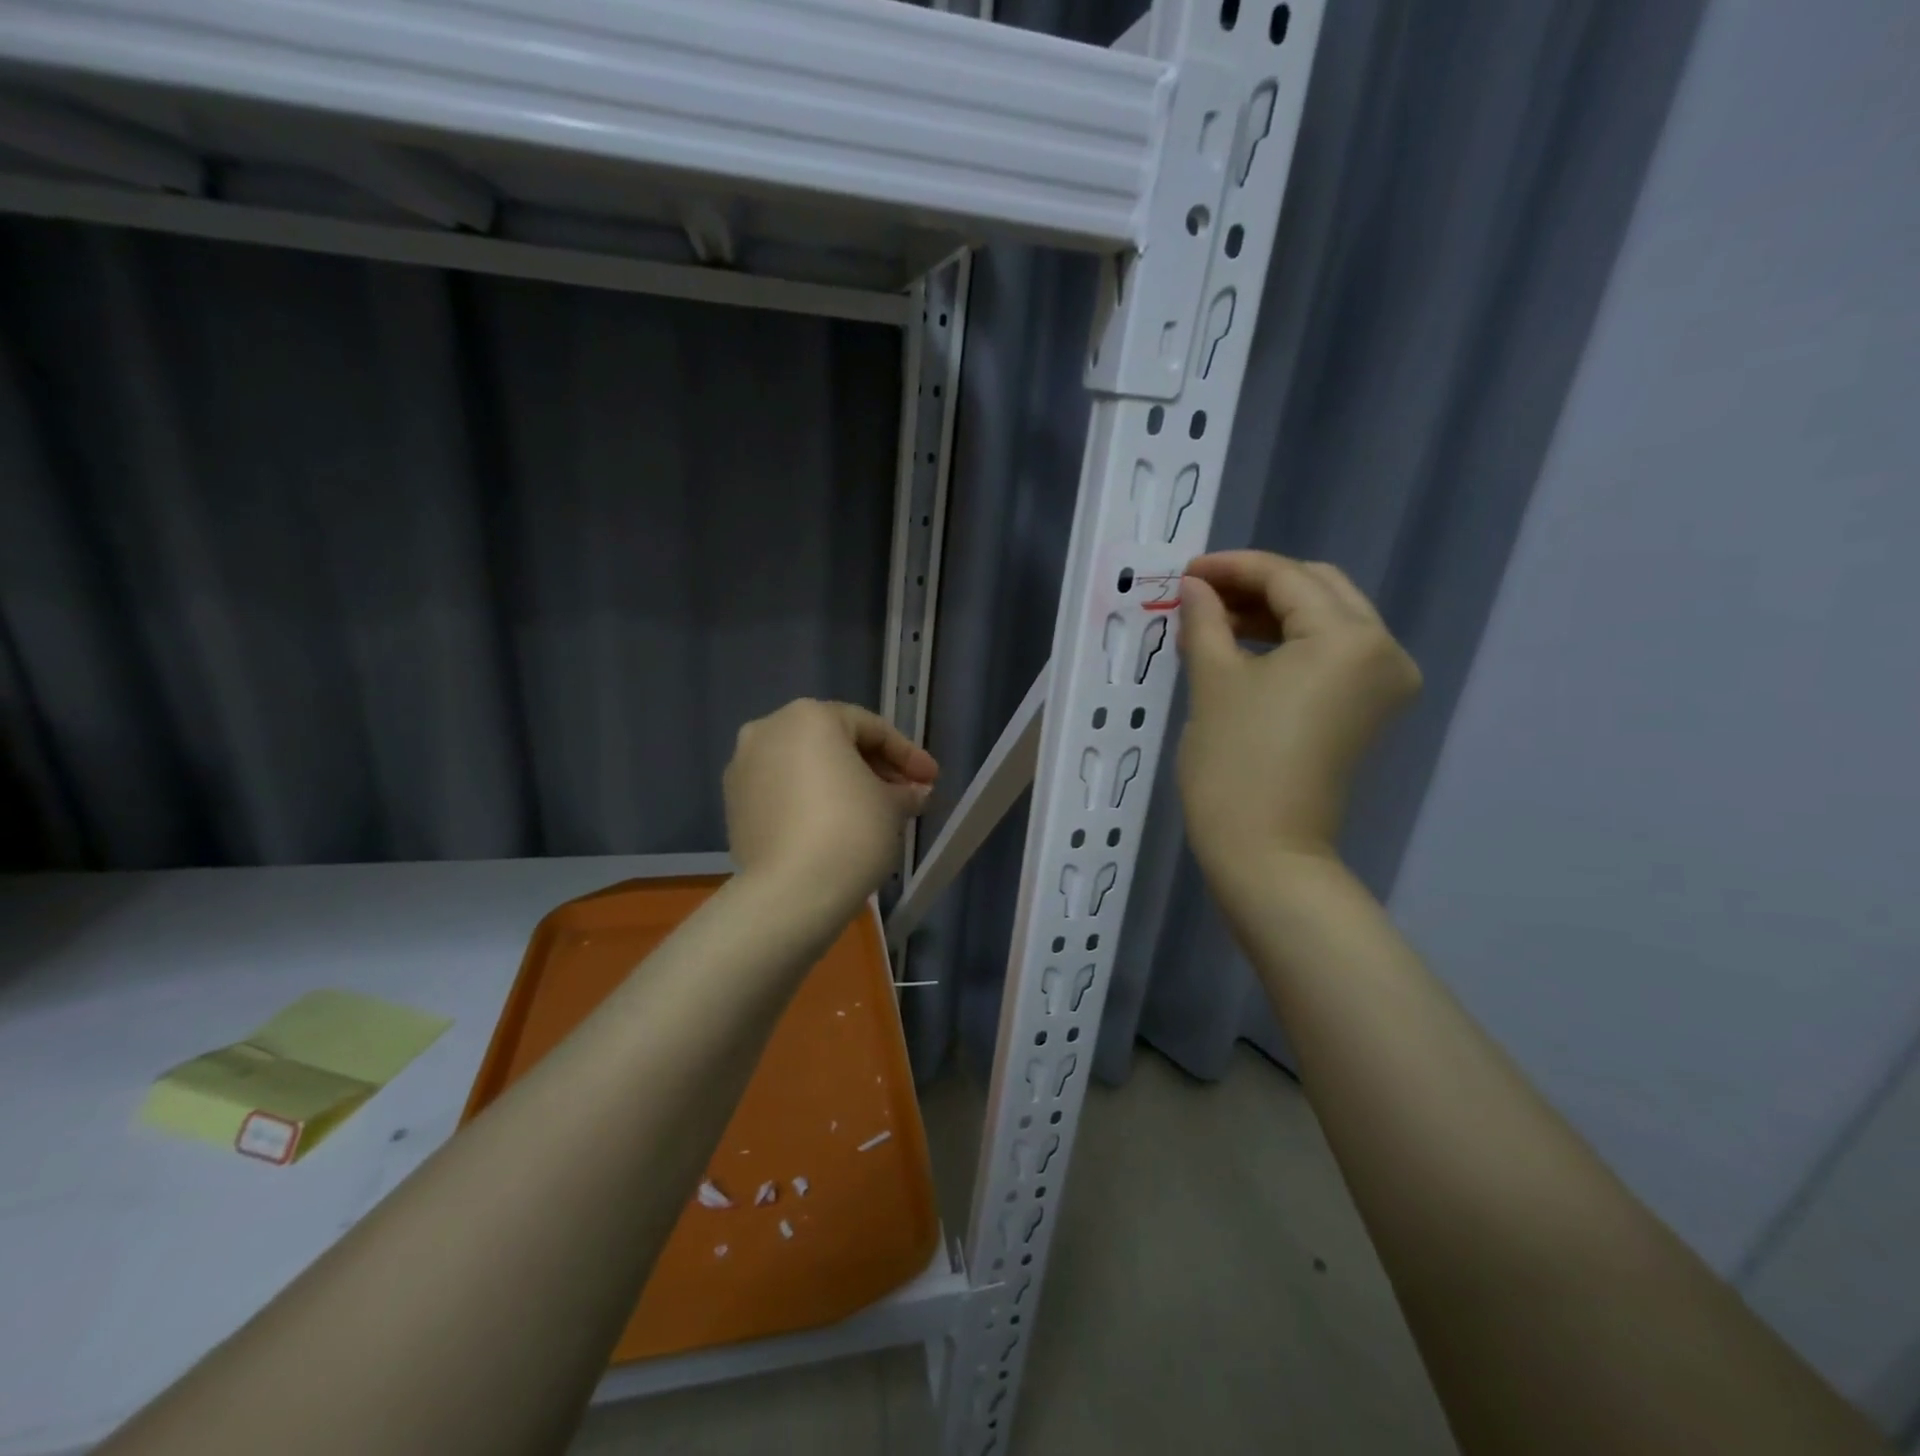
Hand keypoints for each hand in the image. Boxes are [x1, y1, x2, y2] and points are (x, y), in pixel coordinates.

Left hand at [723, 699, 938, 911]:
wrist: (791, 891)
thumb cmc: (851, 830)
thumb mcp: (892, 805)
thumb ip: (905, 790)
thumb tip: (914, 793)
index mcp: (810, 716)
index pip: (871, 729)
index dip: (908, 755)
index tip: (931, 780)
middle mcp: (769, 729)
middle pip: (834, 742)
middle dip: (873, 768)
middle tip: (905, 796)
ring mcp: (743, 767)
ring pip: (805, 766)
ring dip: (840, 783)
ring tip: (872, 813)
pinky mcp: (734, 804)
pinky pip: (783, 791)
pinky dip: (810, 800)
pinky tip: (835, 826)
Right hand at [1176, 551, 1419, 885]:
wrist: (1266, 851)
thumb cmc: (1235, 762)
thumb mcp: (1213, 680)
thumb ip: (1205, 619)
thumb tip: (1194, 586)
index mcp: (1349, 637)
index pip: (1288, 577)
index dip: (1232, 567)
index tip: (1186, 572)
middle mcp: (1383, 650)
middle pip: (1318, 589)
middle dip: (1256, 585)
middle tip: (1201, 594)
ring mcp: (1383, 683)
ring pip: (1326, 620)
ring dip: (1272, 613)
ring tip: (1214, 622)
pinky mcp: (1369, 710)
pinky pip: (1331, 654)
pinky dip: (1290, 643)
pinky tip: (1244, 648)